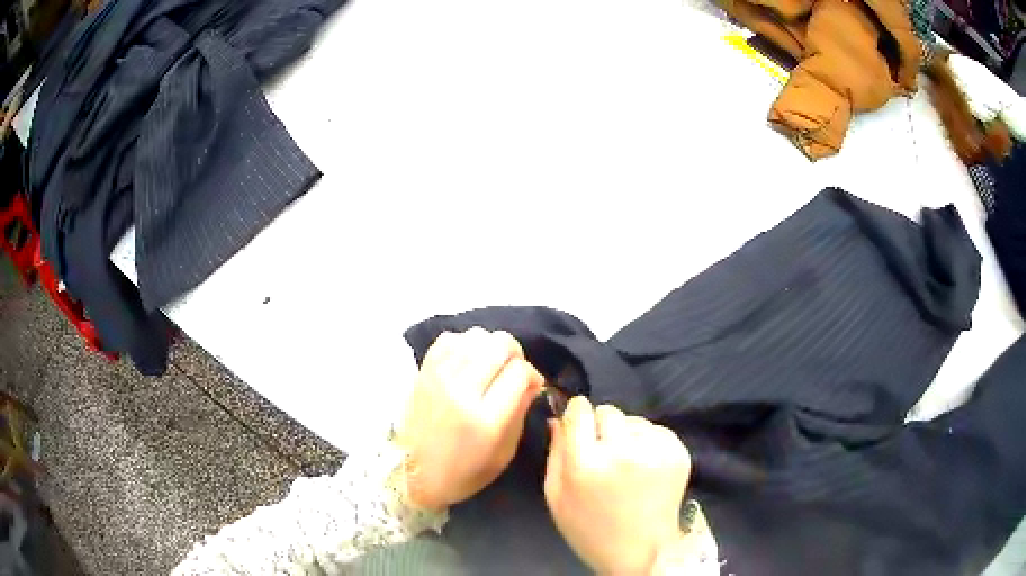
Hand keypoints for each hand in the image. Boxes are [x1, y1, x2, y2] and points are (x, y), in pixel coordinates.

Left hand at [397, 328, 543, 511]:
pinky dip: (465, 344)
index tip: (532, 385)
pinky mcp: (424, 371)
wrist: (411, 474)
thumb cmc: (462, 473)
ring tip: (491, 365)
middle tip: (514, 371)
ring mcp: (439, 376)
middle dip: (516, 354)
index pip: (520, 372)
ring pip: (477, 336)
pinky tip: (468, 360)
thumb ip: (521, 414)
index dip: (533, 375)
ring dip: (491, 347)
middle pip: (500, 345)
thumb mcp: (503, 455)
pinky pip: (450, 338)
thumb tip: (533, 383)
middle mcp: (462, 391)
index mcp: (486, 419)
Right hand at [545, 397, 691, 574]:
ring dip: (626, 435)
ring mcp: (654, 451)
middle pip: (608, 411)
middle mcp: (622, 451)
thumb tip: (558, 418)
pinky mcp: (678, 453)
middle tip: (603, 452)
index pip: (580, 411)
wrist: (640, 551)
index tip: (578, 423)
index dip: (577, 414)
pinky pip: (656, 431)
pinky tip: (645, 468)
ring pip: (634, 421)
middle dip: (601, 426)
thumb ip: (554, 454)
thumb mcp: (557, 497)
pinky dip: (648, 443)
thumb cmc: (590, 529)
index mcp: (586, 464)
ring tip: (626, 465)